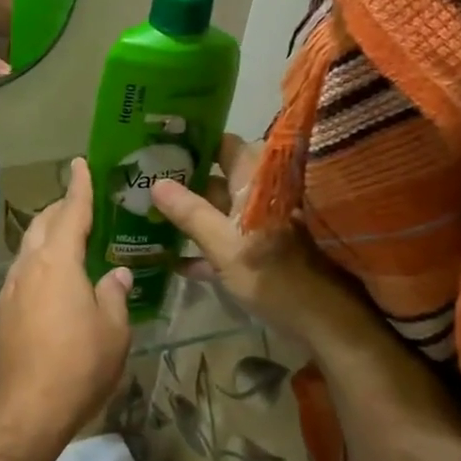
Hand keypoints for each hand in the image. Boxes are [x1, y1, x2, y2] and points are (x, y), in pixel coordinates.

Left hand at [0, 159, 132, 450]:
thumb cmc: (78, 365)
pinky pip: (24, 271)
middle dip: (62, 209)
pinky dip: (41, 261)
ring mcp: (11, 289)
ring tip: (71, 238)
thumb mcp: (113, 330)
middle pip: (43, 224)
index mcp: (57, 262)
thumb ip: (114, 295)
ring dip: (48, 234)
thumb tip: (116, 275)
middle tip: (83, 203)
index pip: (71, 213)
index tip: (80, 164)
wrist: (25, 409)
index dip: (79, 187)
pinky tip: (56, 278)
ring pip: (29, 247)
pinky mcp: (4, 311)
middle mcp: (29, 267)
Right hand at [150, 137, 372, 354]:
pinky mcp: (257, 249)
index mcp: (255, 181)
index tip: (158, 143)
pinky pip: (223, 237)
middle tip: (142, 178)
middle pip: (216, 176)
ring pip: (217, 208)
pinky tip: (172, 258)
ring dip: (188, 212)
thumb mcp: (223, 244)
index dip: (192, 142)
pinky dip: (202, 243)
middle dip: (182, 179)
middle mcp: (258, 194)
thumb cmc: (271, 273)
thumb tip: (156, 183)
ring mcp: (258, 223)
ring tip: (148, 212)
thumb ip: (190, 212)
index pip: (222, 144)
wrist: (319, 319)